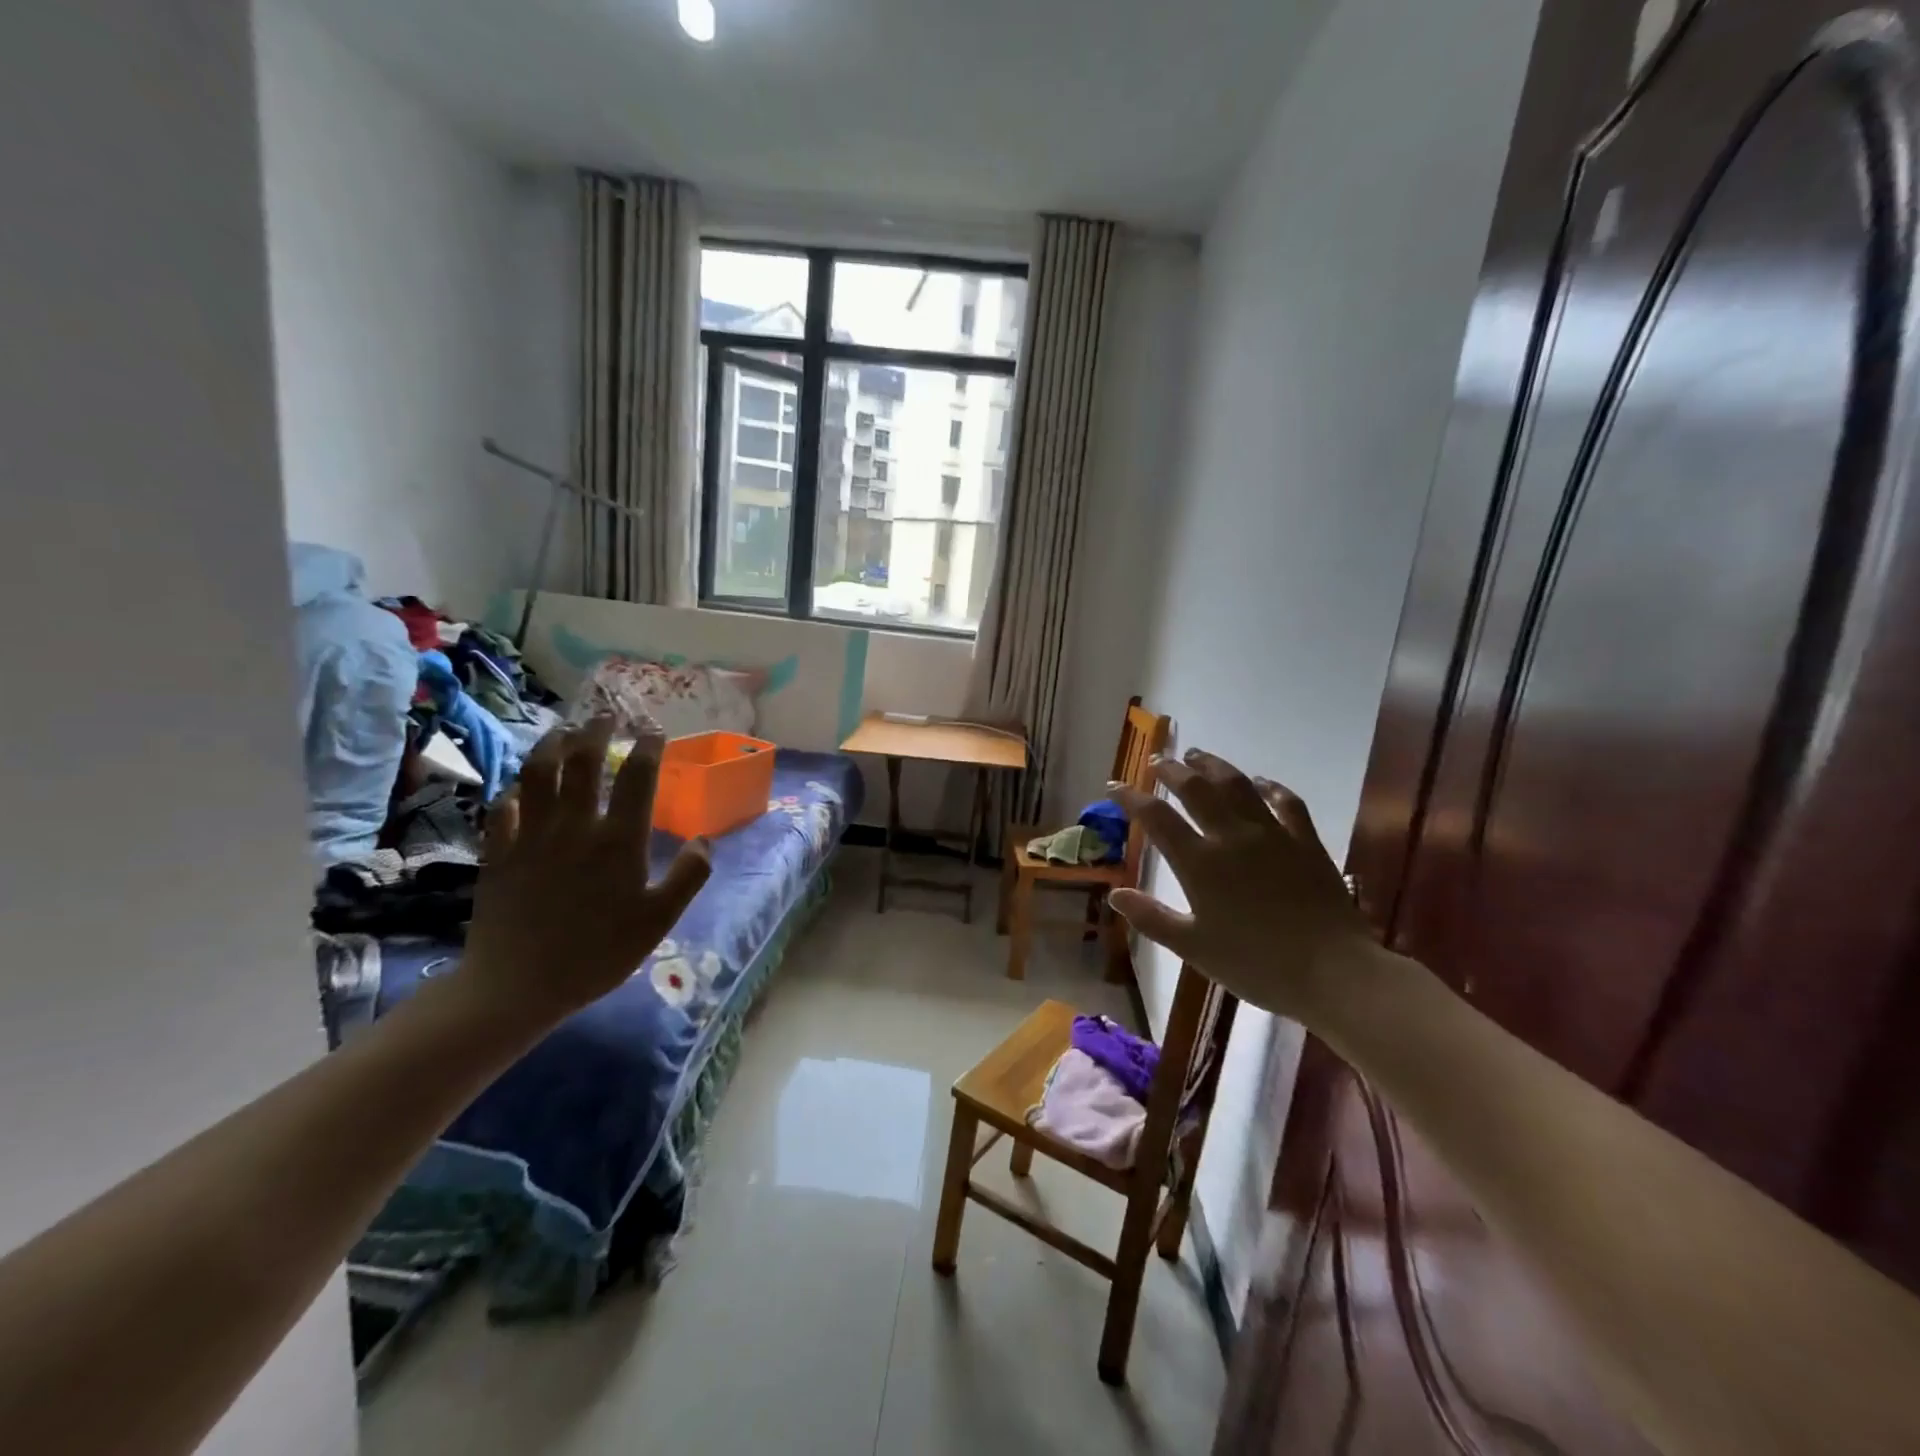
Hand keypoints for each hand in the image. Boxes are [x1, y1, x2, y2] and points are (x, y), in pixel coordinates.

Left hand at [459, 716, 711, 1026]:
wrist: (516, 986)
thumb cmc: (598, 954)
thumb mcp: (658, 921)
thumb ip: (688, 877)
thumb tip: (704, 839)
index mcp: (618, 840)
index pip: (637, 778)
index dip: (649, 749)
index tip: (655, 732)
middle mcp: (575, 826)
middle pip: (584, 762)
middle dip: (597, 732)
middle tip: (606, 716)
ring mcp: (532, 836)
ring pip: (540, 774)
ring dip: (552, 745)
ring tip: (563, 731)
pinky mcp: (498, 852)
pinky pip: (503, 808)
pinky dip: (514, 790)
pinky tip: (520, 786)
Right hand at [1108, 749, 1375, 1020]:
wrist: (1333, 972)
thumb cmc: (1256, 964)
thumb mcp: (1194, 947)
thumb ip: (1152, 918)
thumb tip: (1114, 894)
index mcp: (1200, 863)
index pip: (1157, 818)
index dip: (1131, 798)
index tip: (1114, 788)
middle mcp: (1232, 837)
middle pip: (1195, 789)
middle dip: (1171, 771)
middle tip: (1156, 761)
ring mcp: (1272, 834)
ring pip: (1237, 785)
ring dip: (1213, 766)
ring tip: (1197, 755)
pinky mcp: (1306, 841)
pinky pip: (1286, 802)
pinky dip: (1270, 787)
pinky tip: (1262, 782)